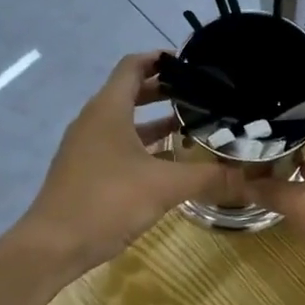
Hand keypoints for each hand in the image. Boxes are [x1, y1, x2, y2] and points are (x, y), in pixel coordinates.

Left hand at [17, 52, 236, 274]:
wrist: (53, 246)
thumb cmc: (107, 202)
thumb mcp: (164, 187)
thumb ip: (209, 177)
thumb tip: (250, 177)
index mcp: (108, 110)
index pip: (133, 66)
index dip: (160, 58)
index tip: (192, 62)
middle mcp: (94, 121)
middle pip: (130, 92)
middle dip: (164, 90)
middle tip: (201, 94)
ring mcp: (86, 147)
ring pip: (124, 122)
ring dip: (155, 121)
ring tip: (192, 125)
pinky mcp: (85, 171)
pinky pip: (118, 145)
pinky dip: (143, 145)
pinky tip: (169, 163)